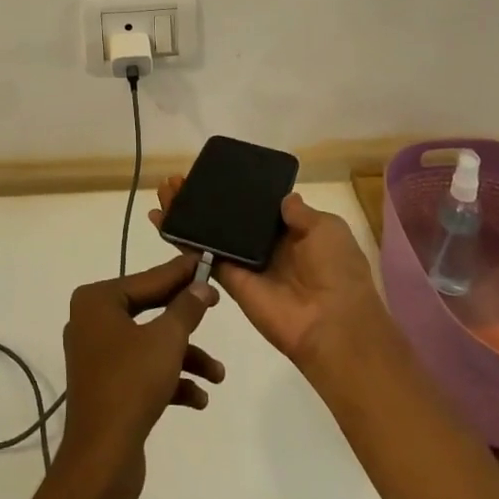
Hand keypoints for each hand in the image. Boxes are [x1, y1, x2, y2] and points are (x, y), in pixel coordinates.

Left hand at [57, 254, 223, 498]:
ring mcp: (98, 356)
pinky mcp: (107, 387)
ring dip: (185, 357)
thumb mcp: (167, 340)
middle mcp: (93, 322)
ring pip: (150, 344)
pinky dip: (170, 380)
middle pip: (149, 309)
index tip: (206, 261)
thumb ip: (186, 308)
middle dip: (186, 319)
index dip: (181, 273)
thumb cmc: (131, 385)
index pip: (148, 278)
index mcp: (97, 301)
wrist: (101, 461)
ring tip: (217, 374)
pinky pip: (143, 371)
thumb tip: (202, 285)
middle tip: (217, 305)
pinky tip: (199, 398)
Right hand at [151, 179, 384, 371]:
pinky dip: (183, 240)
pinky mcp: (231, 281)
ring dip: (187, 214)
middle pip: (228, 218)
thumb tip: (283, 198)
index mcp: (292, 232)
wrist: (333, 325)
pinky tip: (162, 220)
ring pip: (211, 234)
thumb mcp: (327, 229)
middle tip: (177, 180)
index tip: (212, 173)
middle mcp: (266, 247)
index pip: (257, 206)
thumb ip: (299, 212)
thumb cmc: (337, 270)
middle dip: (203, 200)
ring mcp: (245, 264)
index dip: (235, 191)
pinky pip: (205, 257)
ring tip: (164, 191)